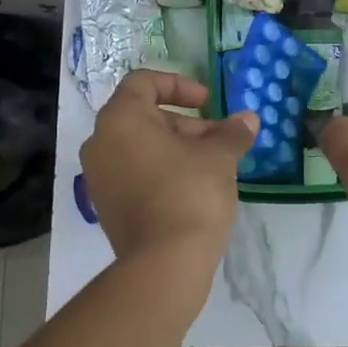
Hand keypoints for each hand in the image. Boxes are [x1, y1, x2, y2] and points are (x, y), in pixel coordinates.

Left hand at [81, 71, 258, 271]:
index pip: (144, 83)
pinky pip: (134, 174)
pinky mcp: (107, 206)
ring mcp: (99, 177)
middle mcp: (100, 143)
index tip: (208, 103)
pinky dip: (161, 171)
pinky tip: (194, 189)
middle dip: (186, 124)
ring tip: (213, 166)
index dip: (179, 86)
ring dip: (177, 149)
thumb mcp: (220, 157)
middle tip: (220, 140)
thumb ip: (232, 132)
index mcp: (121, 119)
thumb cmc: (190, 193)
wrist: (164, 263)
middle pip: (144, 117)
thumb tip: (248, 119)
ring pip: (140, 148)